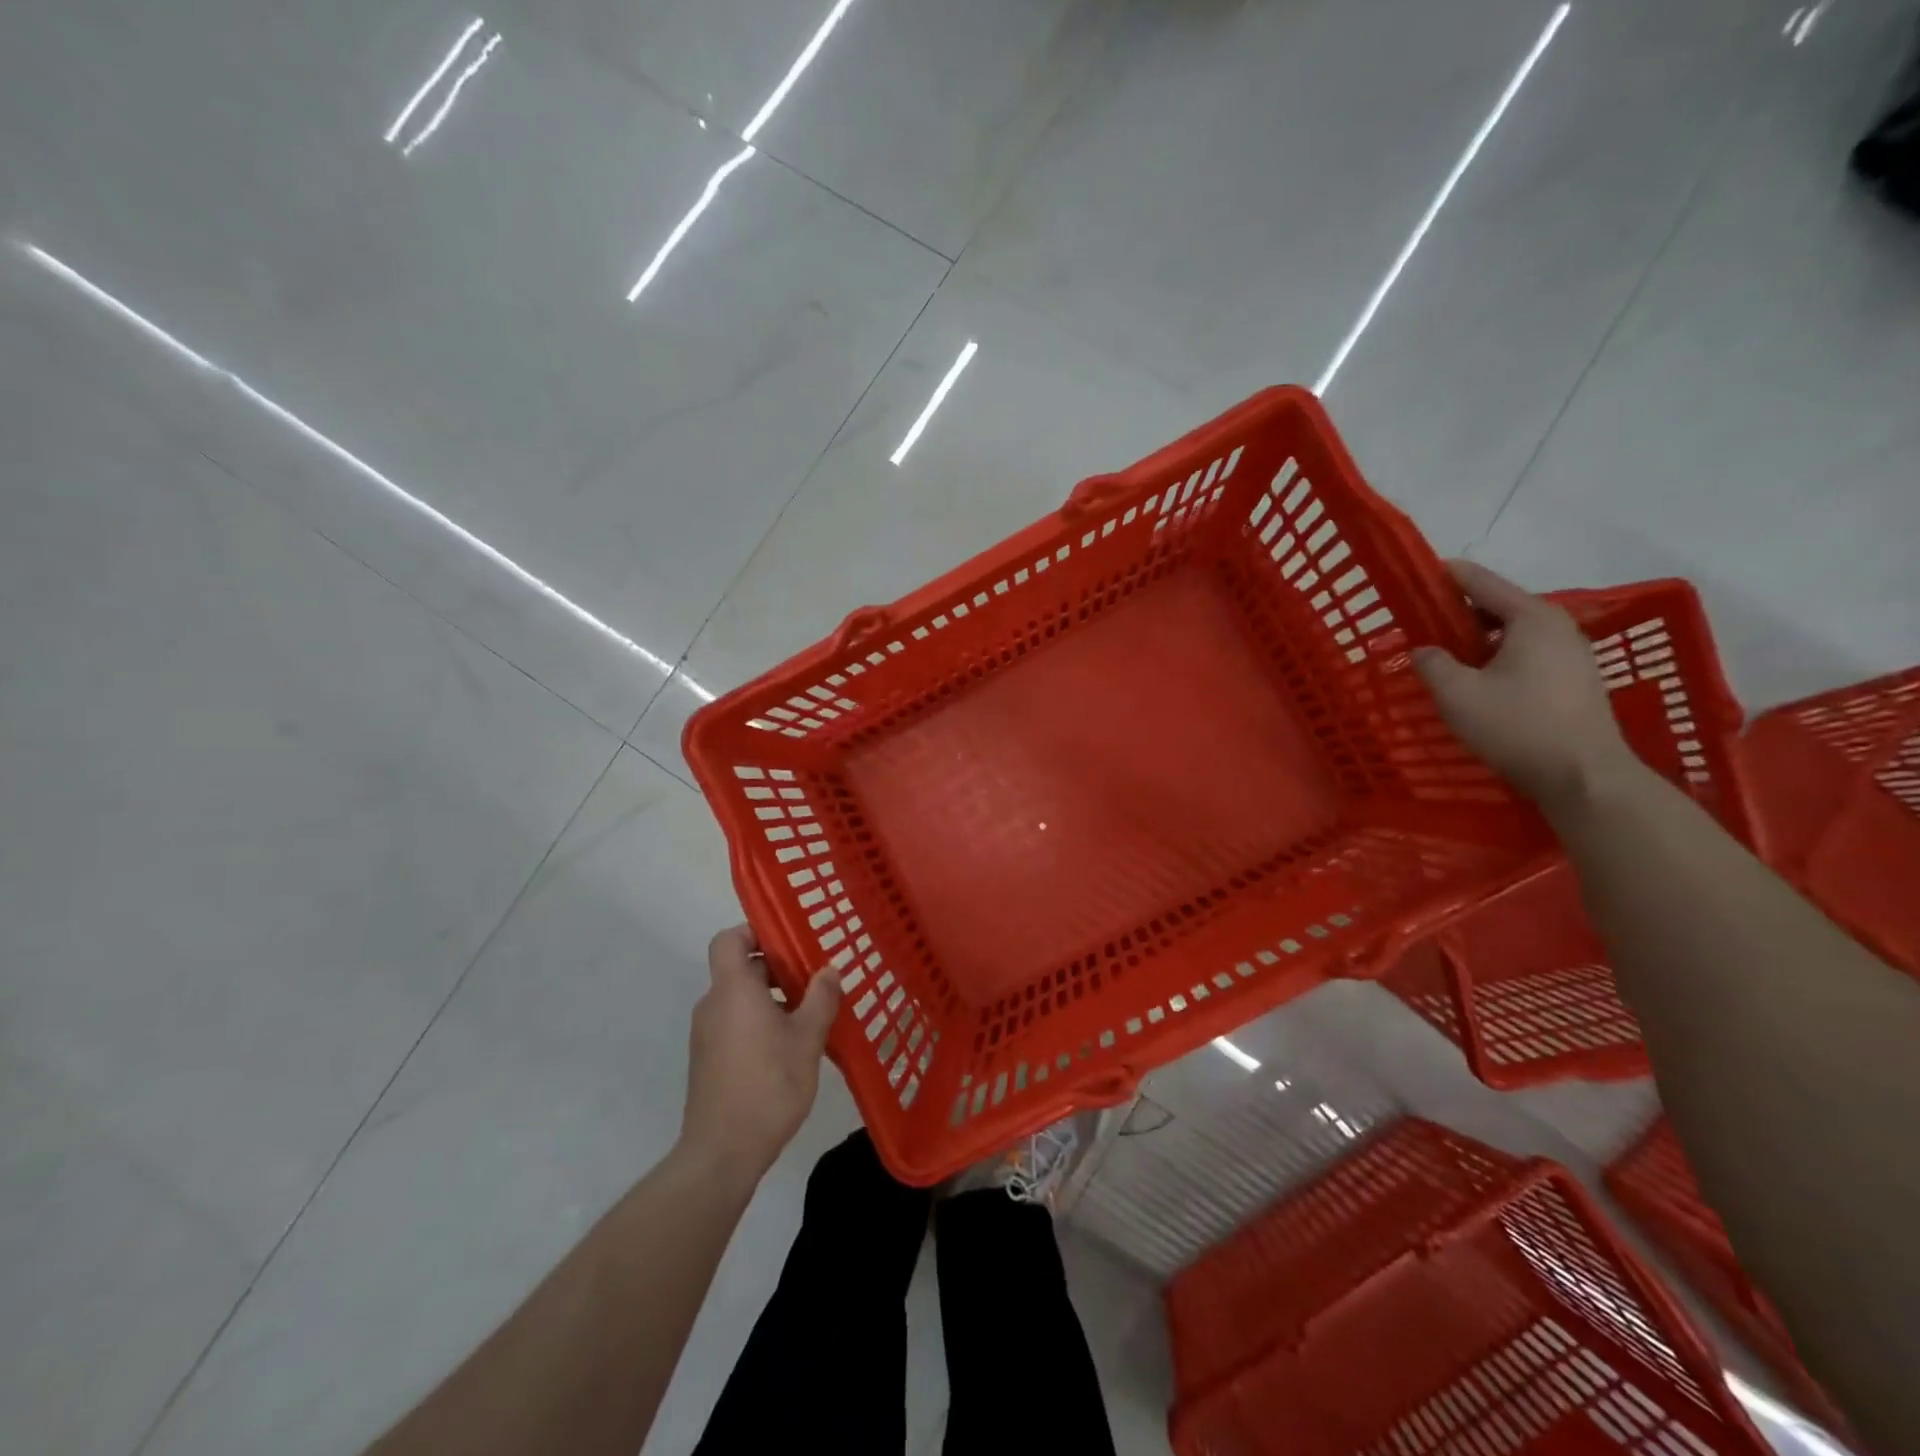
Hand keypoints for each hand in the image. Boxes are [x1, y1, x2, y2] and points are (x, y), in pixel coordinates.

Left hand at [680, 926, 840, 1187]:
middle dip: (778, 969)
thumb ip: (820, 998)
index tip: (789, 940)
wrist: (721, 1153)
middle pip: (741, 969)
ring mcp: (707, 1034)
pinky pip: (735, 1024)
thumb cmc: (768, 1085)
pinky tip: (790, 1047)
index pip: (729, 939)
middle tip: (815, 978)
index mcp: (733, 989)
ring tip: (810, 1014)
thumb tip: (829, 970)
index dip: (755, 931)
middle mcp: (714, 1004)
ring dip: (772, 999)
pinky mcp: (708, 1060)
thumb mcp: (807, 1039)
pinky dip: (760, 1022)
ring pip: (740, 999)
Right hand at [1413, 560, 1636, 811]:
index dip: (1445, 576)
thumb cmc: (1517, 726)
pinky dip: (1496, 655)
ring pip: (1512, 632)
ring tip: (1444, 653)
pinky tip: (1477, 679)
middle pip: (1498, 605)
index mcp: (1531, 617)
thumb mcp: (1457, 694)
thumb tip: (1424, 650)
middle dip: (1458, 612)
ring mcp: (1571, 653)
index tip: (1415, 575)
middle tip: (1420, 624)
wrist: (1583, 776)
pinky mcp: (1574, 680)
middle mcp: (1557, 626)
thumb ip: (1432, 663)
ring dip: (1477, 638)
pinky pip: (1526, 653)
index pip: (1481, 581)